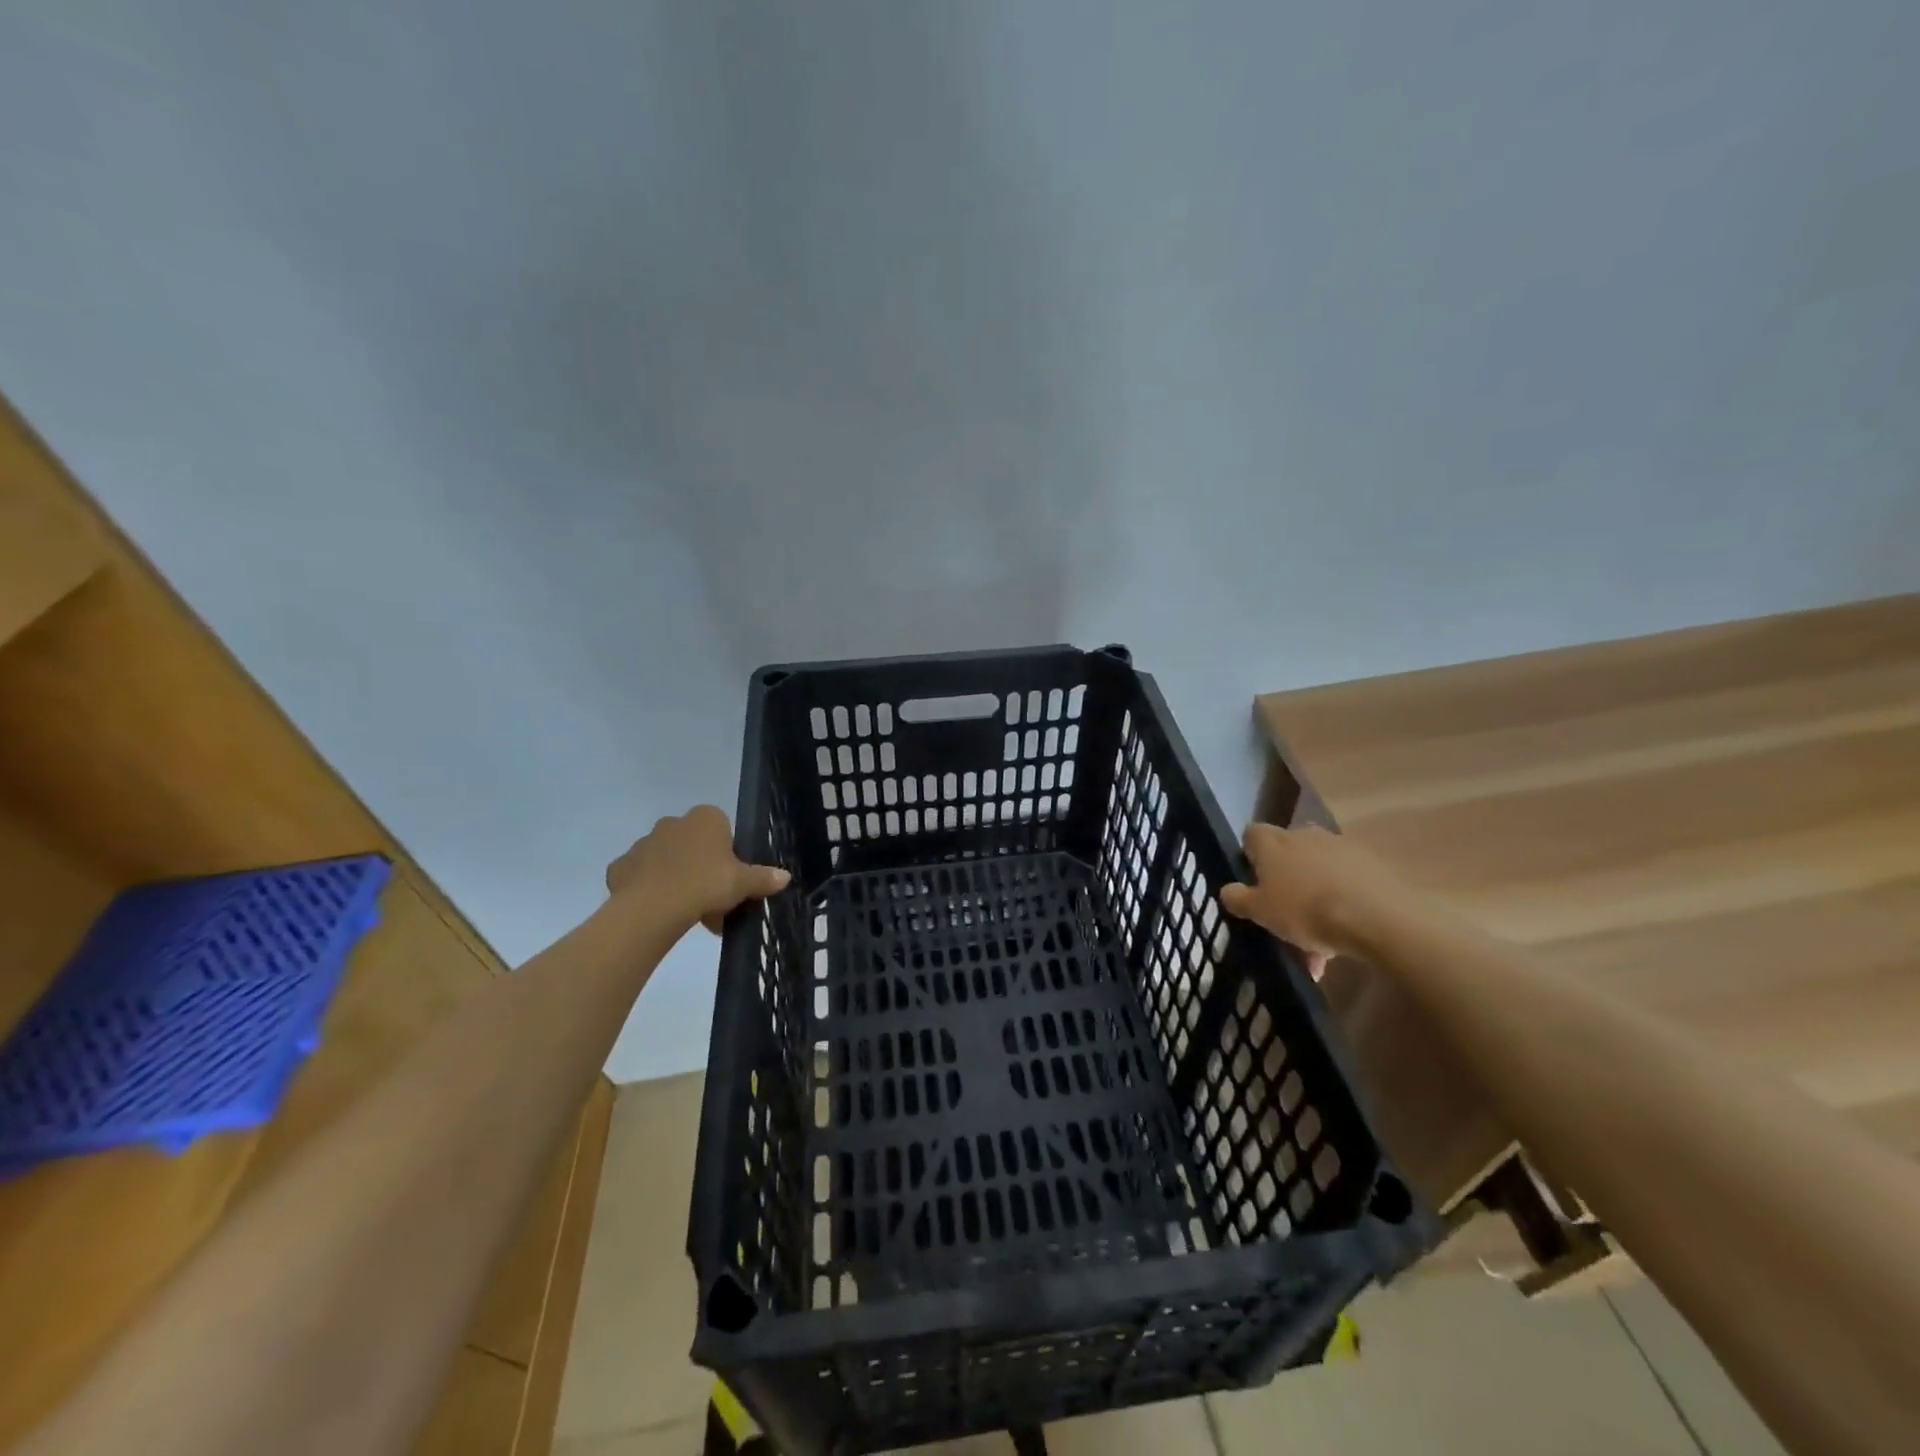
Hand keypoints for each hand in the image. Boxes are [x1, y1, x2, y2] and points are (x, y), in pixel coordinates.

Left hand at [605, 805, 790, 932]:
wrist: (654, 907)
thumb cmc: (705, 884)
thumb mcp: (743, 883)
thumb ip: (763, 878)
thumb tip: (785, 876)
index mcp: (705, 818)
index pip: (721, 828)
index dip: (727, 854)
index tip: (729, 878)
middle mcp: (672, 822)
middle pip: (693, 844)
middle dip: (701, 867)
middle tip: (711, 899)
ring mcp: (643, 843)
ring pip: (666, 859)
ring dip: (676, 878)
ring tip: (686, 911)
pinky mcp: (621, 866)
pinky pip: (639, 876)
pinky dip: (648, 889)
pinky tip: (658, 910)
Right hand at [1218, 824, 1408, 972]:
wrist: (1376, 918)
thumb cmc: (1305, 911)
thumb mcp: (1260, 912)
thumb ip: (1238, 898)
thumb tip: (1227, 890)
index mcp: (1273, 842)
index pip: (1252, 835)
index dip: (1250, 856)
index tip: (1254, 882)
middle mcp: (1305, 835)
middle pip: (1288, 852)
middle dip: (1286, 879)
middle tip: (1286, 913)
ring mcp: (1341, 846)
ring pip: (1319, 871)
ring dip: (1315, 895)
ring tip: (1318, 940)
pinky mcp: (1372, 863)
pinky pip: (1346, 881)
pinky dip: (1342, 901)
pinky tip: (1344, 936)